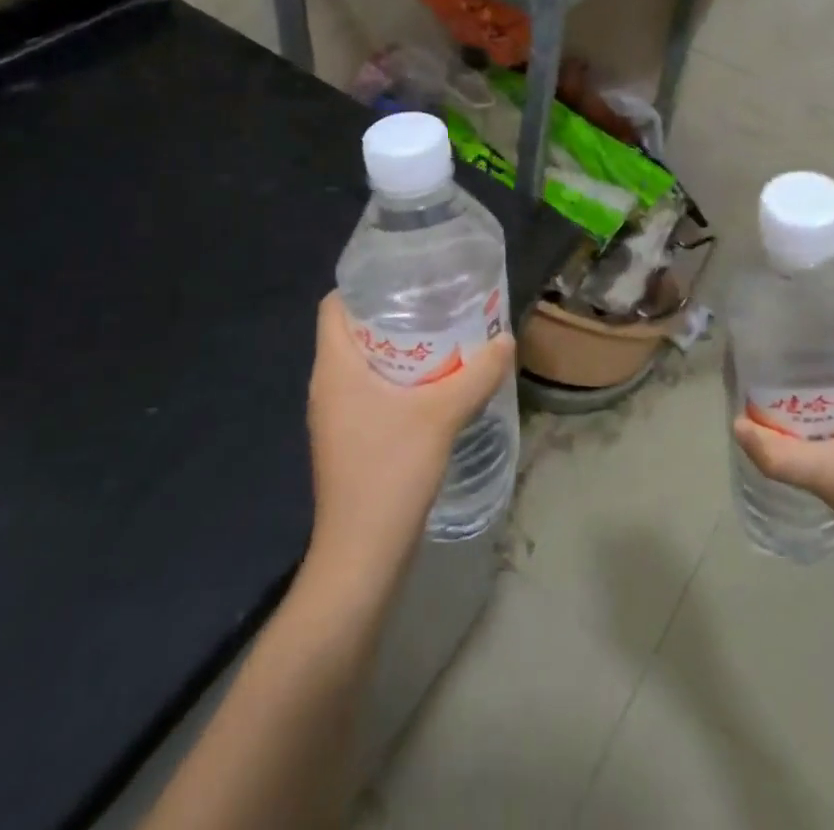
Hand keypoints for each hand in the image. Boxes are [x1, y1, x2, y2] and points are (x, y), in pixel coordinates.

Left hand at [305, 292, 515, 578]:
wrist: (362, 557)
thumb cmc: (390, 472)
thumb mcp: (442, 415)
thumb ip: (477, 373)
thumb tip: (506, 339)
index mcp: (334, 368)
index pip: (333, 306)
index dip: (363, 285)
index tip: (405, 276)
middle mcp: (328, 386)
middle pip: (352, 331)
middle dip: (392, 313)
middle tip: (437, 301)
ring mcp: (336, 416)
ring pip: (364, 363)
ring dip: (399, 348)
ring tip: (444, 334)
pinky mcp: (349, 439)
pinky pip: (370, 390)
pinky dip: (398, 378)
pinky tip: (435, 383)